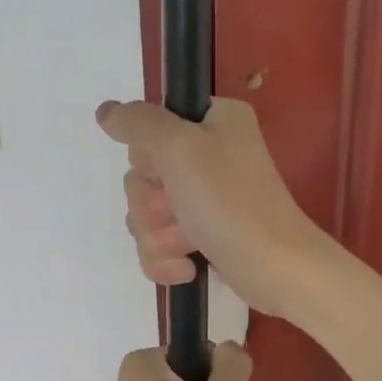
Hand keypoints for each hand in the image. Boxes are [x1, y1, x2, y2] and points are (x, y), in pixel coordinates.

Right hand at [97, 97, 326, 318]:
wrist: (275, 269)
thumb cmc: (230, 202)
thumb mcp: (180, 148)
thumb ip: (138, 123)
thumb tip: (105, 111)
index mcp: (213, 122)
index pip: (149, 128)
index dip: (148, 157)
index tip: (167, 170)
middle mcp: (209, 154)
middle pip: (142, 176)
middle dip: (153, 204)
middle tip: (181, 211)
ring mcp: (206, 200)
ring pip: (145, 216)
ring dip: (160, 235)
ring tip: (190, 244)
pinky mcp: (202, 238)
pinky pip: (157, 246)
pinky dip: (167, 260)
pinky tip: (189, 268)